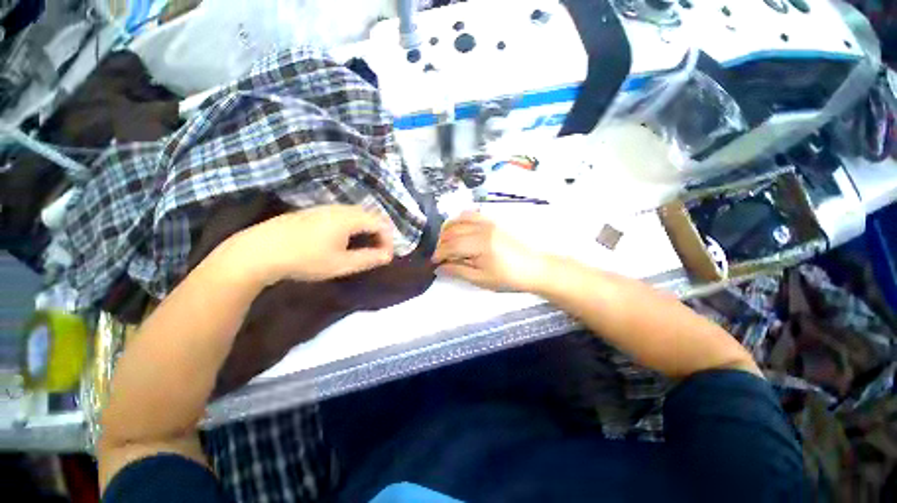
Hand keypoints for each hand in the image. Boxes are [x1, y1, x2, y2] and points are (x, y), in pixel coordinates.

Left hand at [229, 205, 394, 284]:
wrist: (258, 251)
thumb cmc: (305, 259)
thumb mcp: (341, 264)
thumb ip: (368, 259)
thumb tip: (388, 256)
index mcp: (349, 218)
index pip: (380, 223)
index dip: (388, 239)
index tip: (386, 257)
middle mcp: (338, 208)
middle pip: (369, 215)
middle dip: (379, 233)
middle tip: (378, 251)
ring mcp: (323, 208)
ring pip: (354, 214)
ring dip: (365, 229)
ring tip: (363, 247)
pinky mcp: (311, 212)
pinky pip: (341, 215)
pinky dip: (351, 226)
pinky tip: (341, 240)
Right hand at [433, 211, 548, 291]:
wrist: (535, 267)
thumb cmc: (509, 277)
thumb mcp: (482, 279)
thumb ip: (458, 271)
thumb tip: (440, 267)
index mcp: (480, 245)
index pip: (451, 245)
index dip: (439, 253)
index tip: (434, 261)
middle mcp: (483, 228)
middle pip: (453, 230)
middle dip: (441, 242)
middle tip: (440, 254)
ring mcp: (489, 221)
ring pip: (460, 218)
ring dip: (448, 229)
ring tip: (446, 241)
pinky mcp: (494, 220)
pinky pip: (472, 214)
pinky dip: (460, 219)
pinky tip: (459, 229)